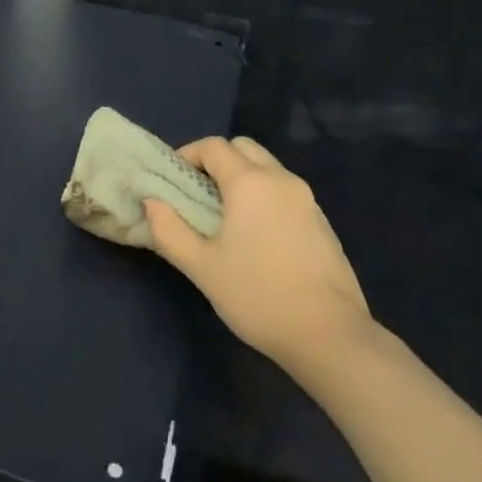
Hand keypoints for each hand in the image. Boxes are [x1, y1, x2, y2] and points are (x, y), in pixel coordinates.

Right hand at [144, 136, 373, 380]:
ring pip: (267, 167)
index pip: (213, 146)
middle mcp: (280, 179)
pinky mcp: (321, 220)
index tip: (175, 181)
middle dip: (217, 160)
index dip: (188, 155)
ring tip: (227, 216)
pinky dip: (265, 195)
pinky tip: (258, 235)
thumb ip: (170, 230)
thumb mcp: (202, 268)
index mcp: (249, 182)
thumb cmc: (258, 296)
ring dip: (243, 176)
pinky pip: (285, 190)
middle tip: (200, 193)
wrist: (330, 336)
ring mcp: (306, 198)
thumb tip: (152, 202)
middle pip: (243, 147)